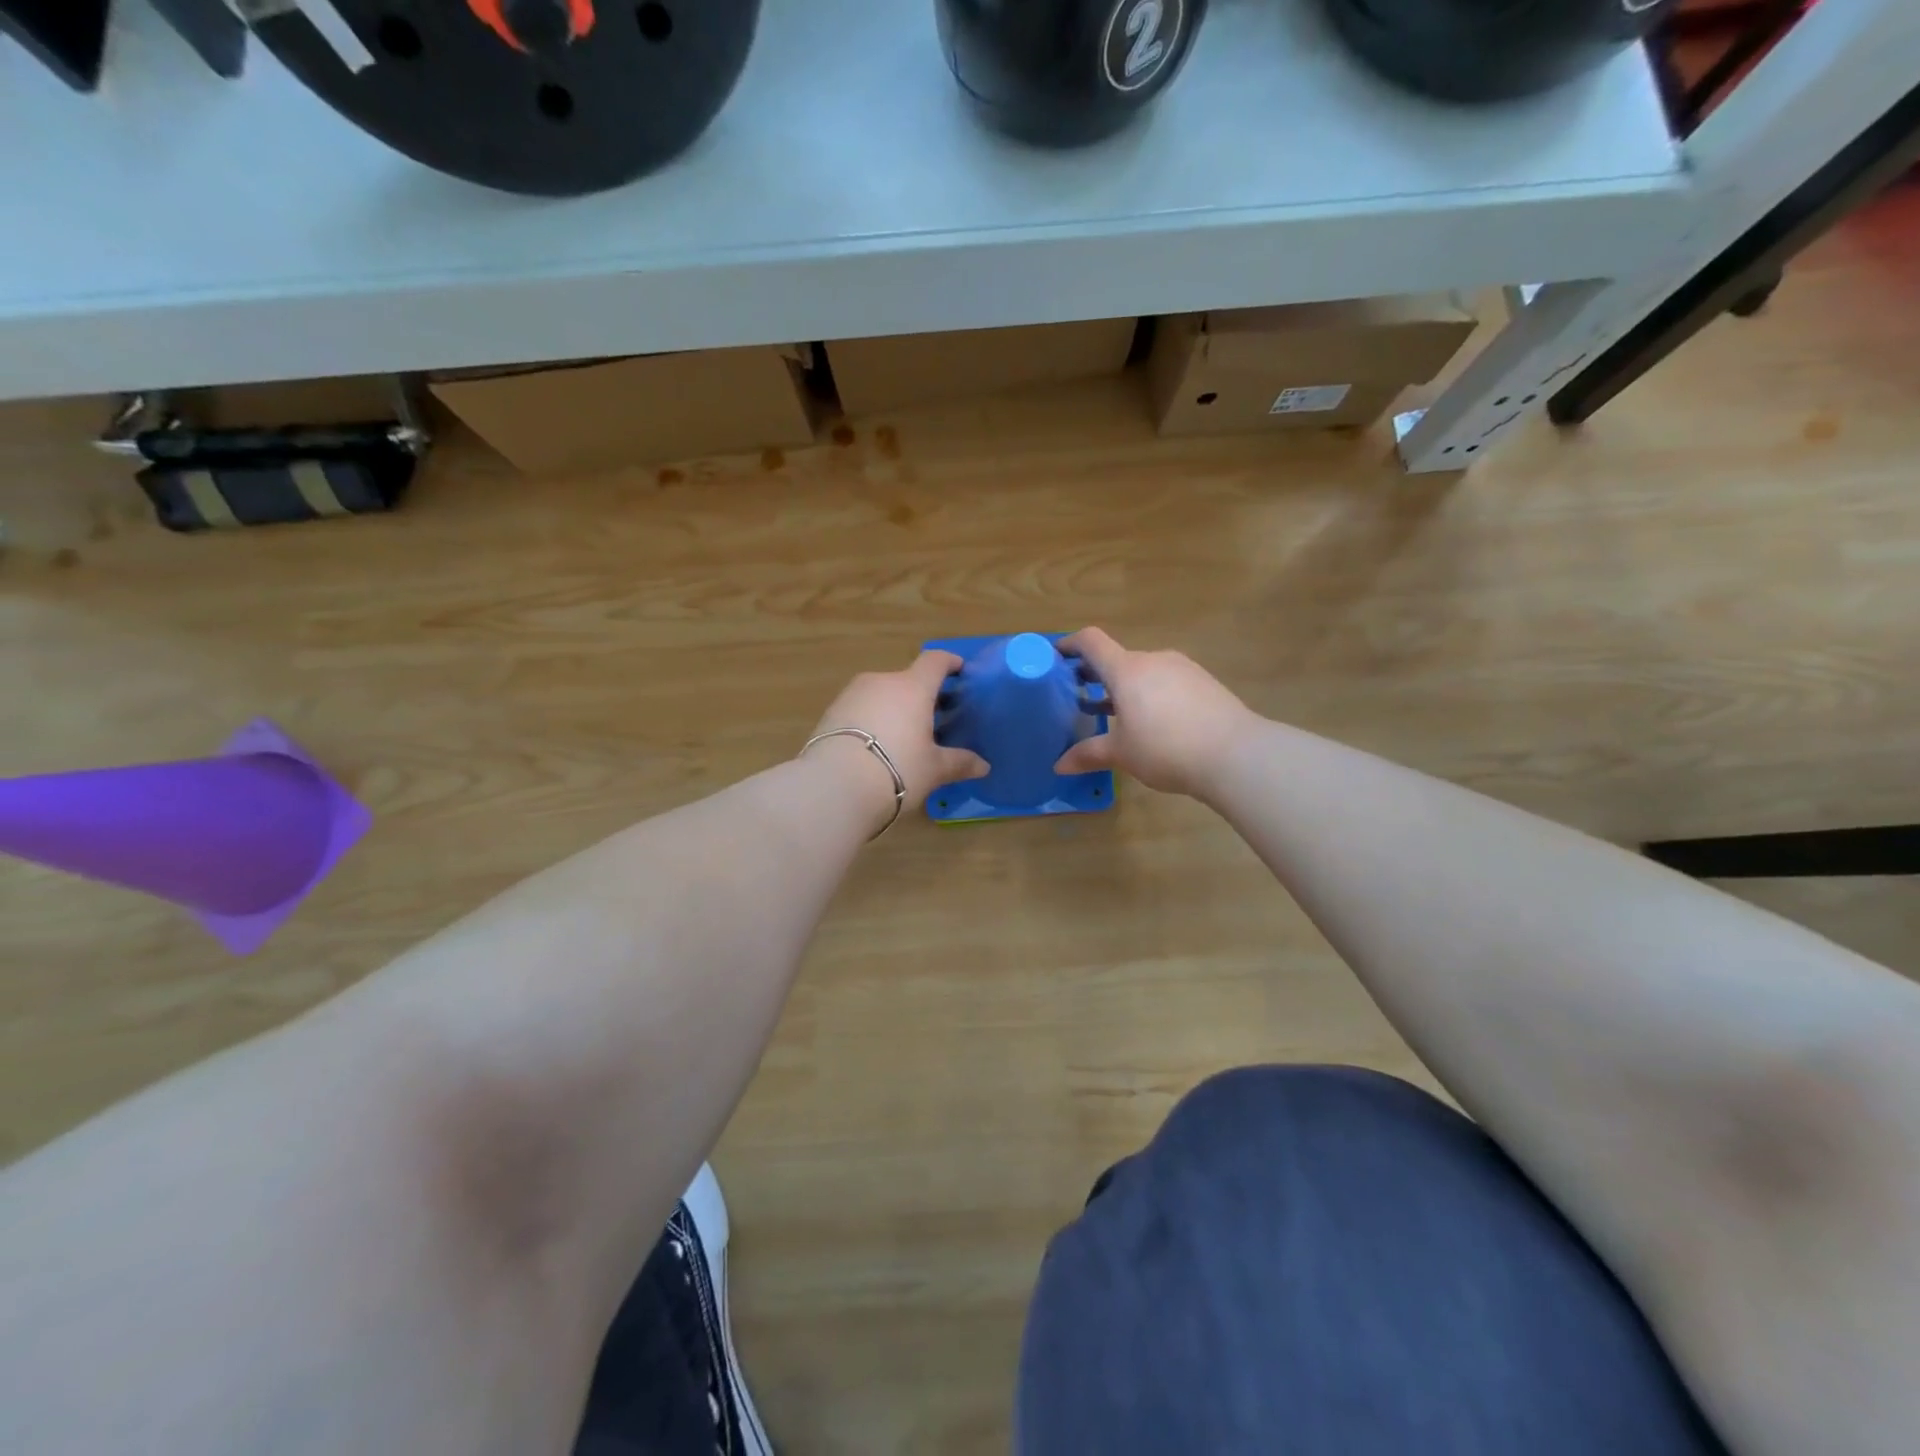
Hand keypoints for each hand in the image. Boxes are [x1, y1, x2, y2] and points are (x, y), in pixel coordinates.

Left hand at [805, 650, 988, 822]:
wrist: (834, 786)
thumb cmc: (897, 769)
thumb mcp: (933, 769)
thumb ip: (959, 762)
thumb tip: (984, 766)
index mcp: (912, 687)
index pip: (935, 661)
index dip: (949, 663)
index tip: (960, 670)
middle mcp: (881, 682)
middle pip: (907, 680)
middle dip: (922, 695)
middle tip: (935, 718)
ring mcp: (852, 695)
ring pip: (882, 694)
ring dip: (895, 708)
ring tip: (904, 735)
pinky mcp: (830, 713)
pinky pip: (860, 709)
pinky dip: (873, 720)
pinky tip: (876, 746)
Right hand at [1053, 628, 1257, 798]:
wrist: (1236, 755)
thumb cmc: (1166, 749)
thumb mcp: (1122, 754)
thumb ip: (1088, 754)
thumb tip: (1059, 765)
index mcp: (1126, 670)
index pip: (1091, 642)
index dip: (1070, 644)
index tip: (1057, 656)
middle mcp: (1154, 660)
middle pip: (1118, 659)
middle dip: (1098, 676)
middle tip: (1083, 700)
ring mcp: (1183, 669)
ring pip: (1145, 672)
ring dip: (1127, 688)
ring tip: (1119, 716)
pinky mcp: (1205, 682)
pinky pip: (1168, 682)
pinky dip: (1152, 694)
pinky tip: (1156, 723)